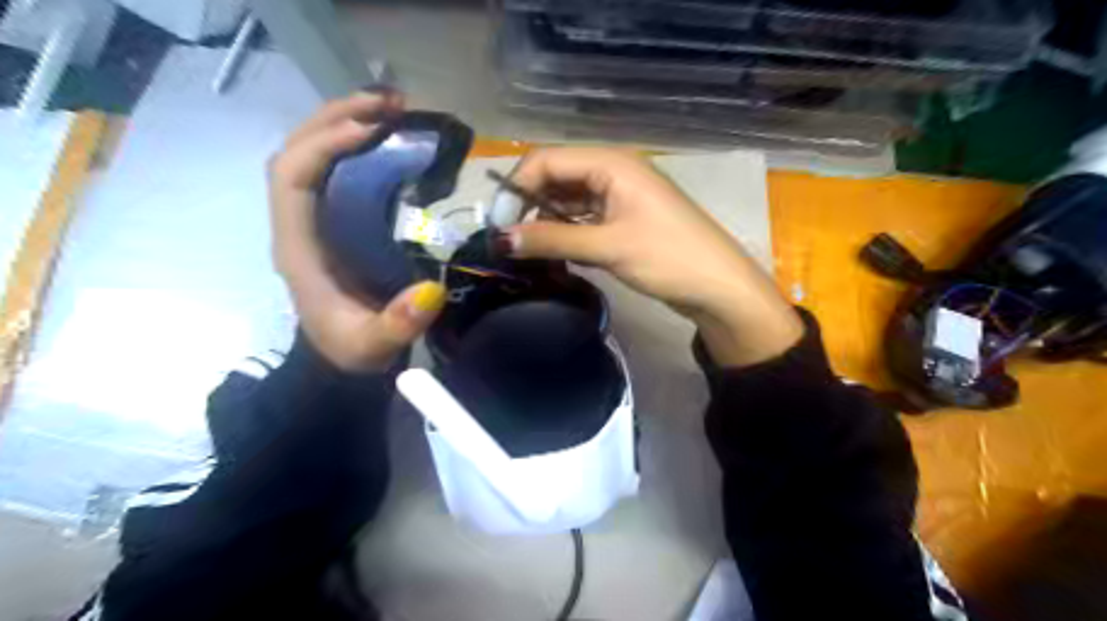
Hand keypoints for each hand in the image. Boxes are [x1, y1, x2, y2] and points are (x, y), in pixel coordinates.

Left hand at [267, 93, 444, 373]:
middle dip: (336, 118)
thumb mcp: (372, 345)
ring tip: (393, 110)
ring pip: (314, 154)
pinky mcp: (336, 222)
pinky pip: (338, 171)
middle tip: (389, 103)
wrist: (341, 358)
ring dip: (347, 123)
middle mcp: (300, 224)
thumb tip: (432, 291)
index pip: (291, 177)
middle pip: (298, 151)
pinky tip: (389, 140)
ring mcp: (316, 220)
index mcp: (298, 247)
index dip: (324, 145)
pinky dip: (359, 146)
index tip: (371, 131)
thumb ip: (397, 325)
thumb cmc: (350, 350)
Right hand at [505, 144, 801, 366]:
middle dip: (528, 203)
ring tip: (526, 248)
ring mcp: (619, 196)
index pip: (547, 160)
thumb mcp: (607, 247)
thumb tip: (500, 239)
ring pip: (568, 199)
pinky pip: (583, 217)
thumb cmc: (668, 258)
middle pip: (555, 176)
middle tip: (508, 239)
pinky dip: (565, 231)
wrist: (719, 287)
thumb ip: (552, 239)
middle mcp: (612, 171)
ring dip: (545, 219)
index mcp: (611, 163)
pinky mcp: (624, 219)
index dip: (516, 188)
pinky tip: (552, 249)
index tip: (498, 225)